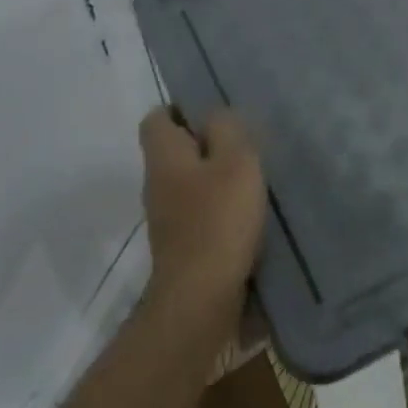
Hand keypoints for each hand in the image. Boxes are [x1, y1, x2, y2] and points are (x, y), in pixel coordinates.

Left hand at [138, 107, 266, 309]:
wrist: (200, 298)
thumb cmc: (218, 219)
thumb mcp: (235, 160)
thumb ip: (226, 129)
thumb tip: (214, 115)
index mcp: (164, 156)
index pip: (157, 118)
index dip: (182, 109)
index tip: (215, 113)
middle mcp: (157, 183)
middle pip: (174, 150)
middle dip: (205, 143)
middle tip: (243, 142)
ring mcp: (166, 217)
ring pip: (188, 181)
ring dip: (215, 176)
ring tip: (251, 176)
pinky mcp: (181, 245)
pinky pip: (198, 211)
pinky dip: (218, 206)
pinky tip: (246, 212)